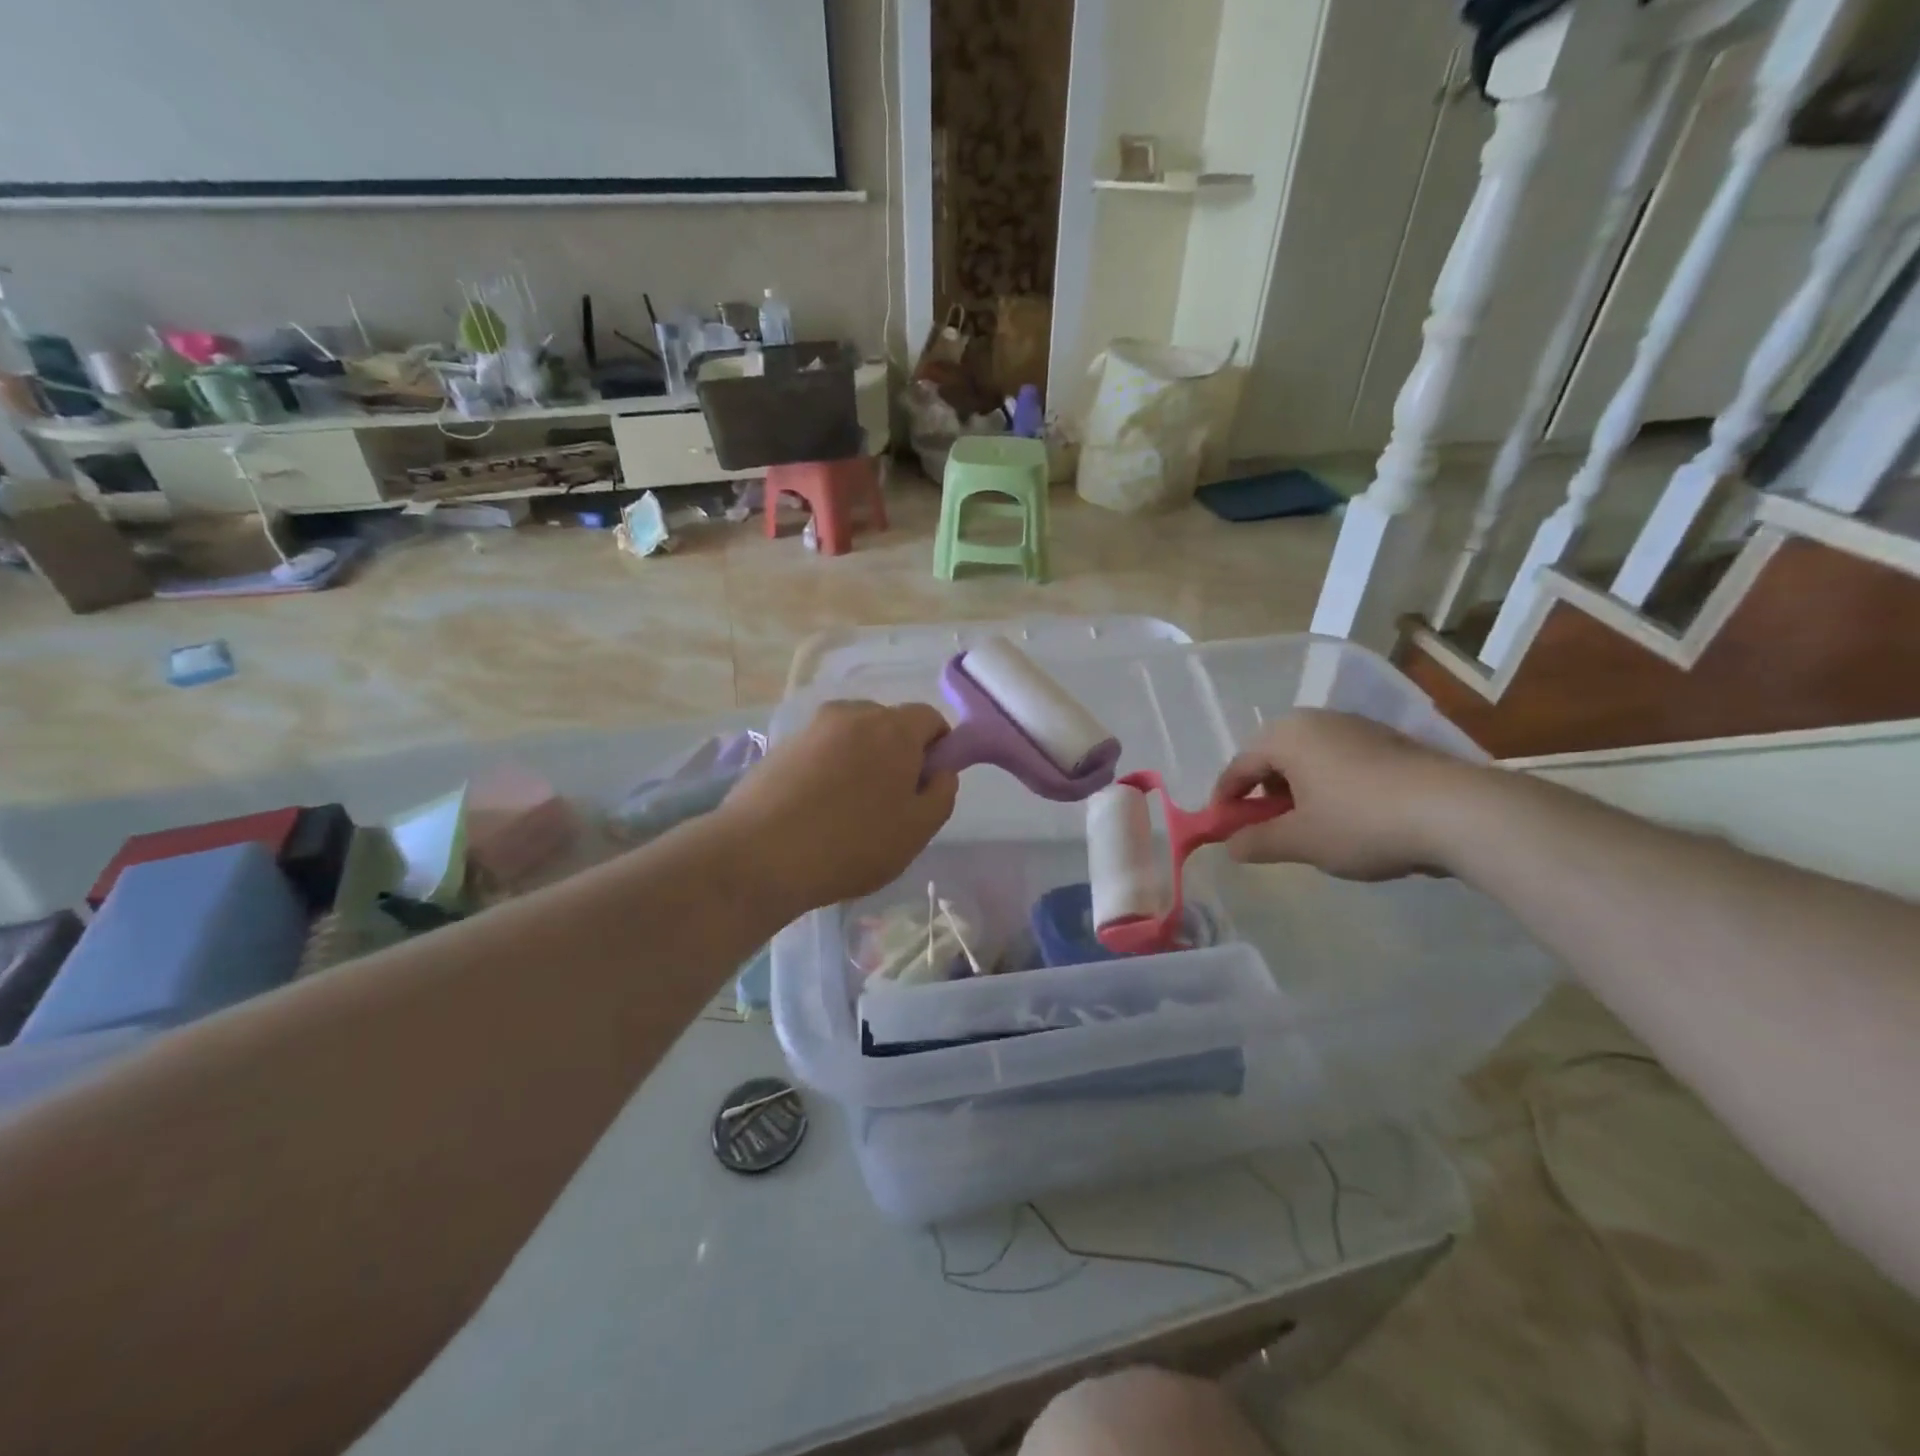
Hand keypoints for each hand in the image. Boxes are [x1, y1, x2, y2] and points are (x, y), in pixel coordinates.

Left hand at [721, 700, 958, 915]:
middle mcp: (852, 714)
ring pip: (852, 736)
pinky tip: (817, 808)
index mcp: (893, 728)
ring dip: (861, 759)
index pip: (930, 718)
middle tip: (890, 800)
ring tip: (849, 807)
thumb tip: (941, 771)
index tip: (926, 785)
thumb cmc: (852, 843)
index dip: (938, 748)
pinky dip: (829, 768)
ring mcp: (812, 728)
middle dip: (897, 753)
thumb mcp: (917, 830)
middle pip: (889, 724)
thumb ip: (942, 794)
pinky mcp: (781, 746)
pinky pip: (821, 750)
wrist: (760, 854)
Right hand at [1210, 709, 1480, 879]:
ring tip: (1308, 826)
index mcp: (1286, 736)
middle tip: (1266, 828)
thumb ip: (1257, 842)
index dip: (1225, 800)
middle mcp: (1317, 720)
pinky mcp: (1390, 741)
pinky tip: (1348, 816)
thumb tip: (1230, 846)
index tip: (1221, 828)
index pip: (1239, 766)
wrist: (1458, 812)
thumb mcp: (1301, 840)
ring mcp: (1357, 727)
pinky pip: (1341, 760)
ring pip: (1308, 758)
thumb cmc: (1361, 821)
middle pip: (1273, 757)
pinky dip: (1330, 785)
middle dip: (1263, 794)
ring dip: (1297, 790)